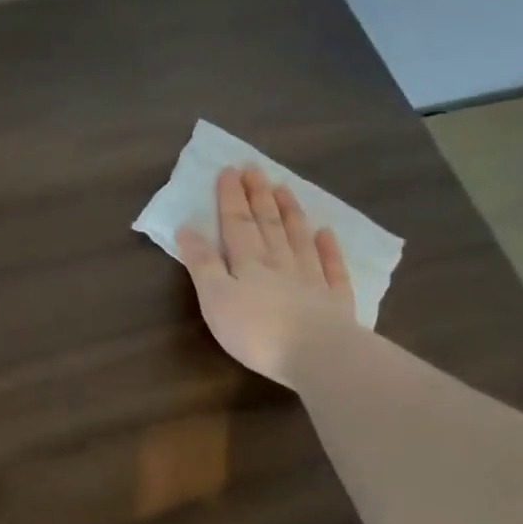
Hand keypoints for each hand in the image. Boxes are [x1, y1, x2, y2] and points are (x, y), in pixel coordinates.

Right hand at [176, 165, 356, 386]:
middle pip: (268, 225)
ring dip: (290, 213)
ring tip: (285, 189)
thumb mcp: (215, 298)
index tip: (229, 170)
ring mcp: (311, 280)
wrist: (317, 354)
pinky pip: (332, 267)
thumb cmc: (255, 331)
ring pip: (298, 239)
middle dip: (258, 196)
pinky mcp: (335, 300)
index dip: (231, 197)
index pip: (237, 224)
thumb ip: (202, 264)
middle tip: (255, 169)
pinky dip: (329, 248)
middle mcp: (279, 264)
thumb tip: (187, 228)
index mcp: (247, 264)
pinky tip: (327, 232)